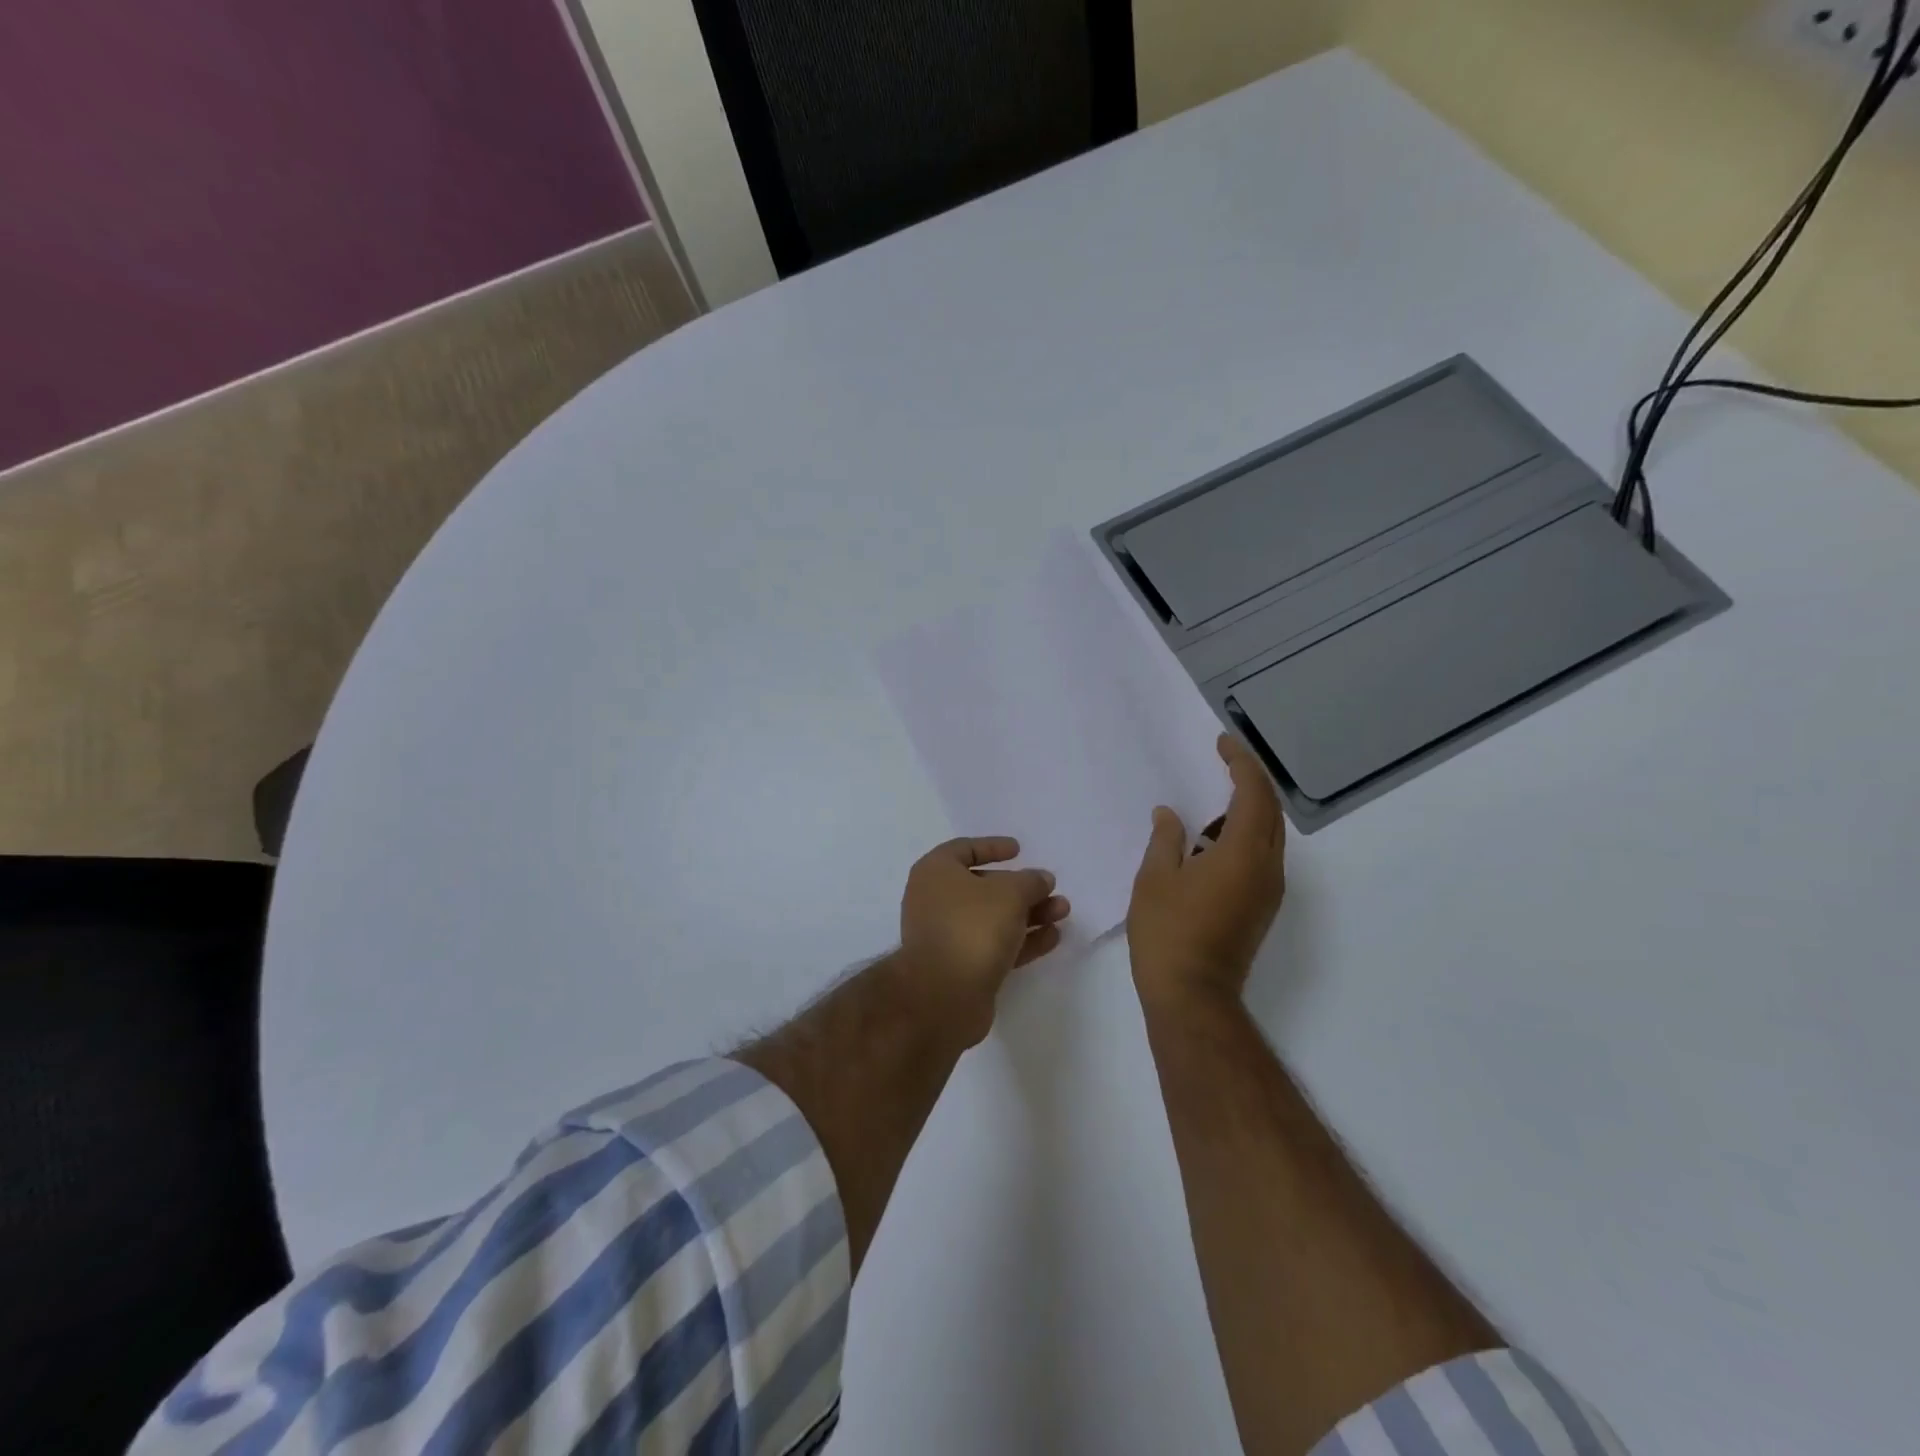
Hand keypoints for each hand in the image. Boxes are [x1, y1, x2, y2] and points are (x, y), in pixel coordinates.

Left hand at [899, 837, 1070, 1042]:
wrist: (944, 995)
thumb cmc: (972, 926)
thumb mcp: (1010, 893)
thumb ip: (1030, 882)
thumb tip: (1041, 879)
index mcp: (935, 872)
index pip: (964, 849)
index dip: (992, 846)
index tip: (1019, 849)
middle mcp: (935, 901)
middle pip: (983, 886)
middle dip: (1021, 888)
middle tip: (1051, 888)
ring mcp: (947, 936)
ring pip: (993, 918)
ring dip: (1029, 914)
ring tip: (1063, 912)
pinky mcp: (961, 967)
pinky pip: (995, 945)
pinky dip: (1022, 940)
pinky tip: (1053, 938)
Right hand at [1128, 734, 1286, 1010]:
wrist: (1192, 997)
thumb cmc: (1168, 933)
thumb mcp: (1155, 879)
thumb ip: (1165, 839)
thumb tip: (1169, 815)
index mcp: (1243, 854)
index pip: (1253, 794)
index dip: (1240, 764)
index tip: (1222, 743)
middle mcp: (1266, 868)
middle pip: (1270, 811)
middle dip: (1249, 781)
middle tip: (1222, 761)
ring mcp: (1268, 891)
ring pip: (1268, 835)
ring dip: (1246, 811)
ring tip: (1210, 803)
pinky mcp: (1261, 908)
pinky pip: (1260, 857)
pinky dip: (1243, 836)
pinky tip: (1210, 843)